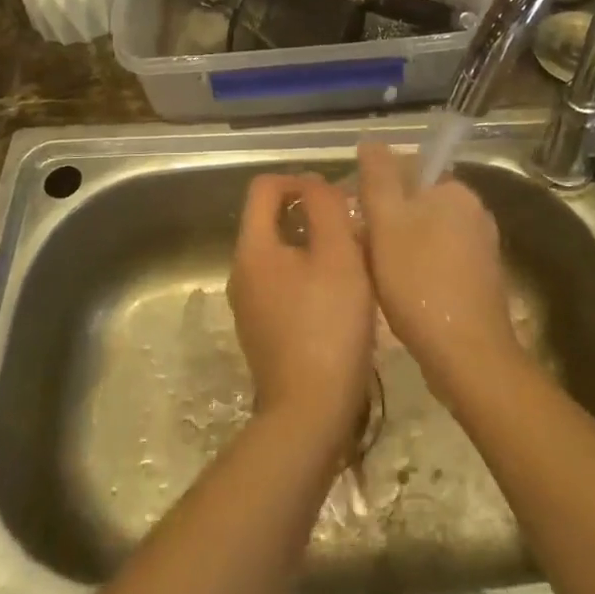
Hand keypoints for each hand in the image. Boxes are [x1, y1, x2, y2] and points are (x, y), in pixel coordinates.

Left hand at [227, 173, 373, 449]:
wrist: (309, 414)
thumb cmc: (328, 326)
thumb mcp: (338, 257)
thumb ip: (326, 209)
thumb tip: (314, 184)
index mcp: (253, 248)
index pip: (264, 187)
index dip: (299, 180)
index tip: (335, 197)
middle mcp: (241, 272)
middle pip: (270, 220)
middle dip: (311, 214)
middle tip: (351, 228)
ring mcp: (248, 305)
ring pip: (279, 254)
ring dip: (313, 246)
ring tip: (353, 261)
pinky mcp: (262, 331)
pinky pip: (282, 285)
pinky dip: (308, 277)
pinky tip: (339, 298)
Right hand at [357, 142, 519, 399]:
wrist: (467, 355)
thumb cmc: (419, 281)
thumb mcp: (387, 222)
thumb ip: (378, 177)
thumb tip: (372, 142)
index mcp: (456, 191)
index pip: (409, 170)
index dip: (377, 189)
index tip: (354, 215)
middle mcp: (475, 212)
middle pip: (417, 203)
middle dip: (386, 220)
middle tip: (358, 247)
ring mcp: (481, 248)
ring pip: (425, 233)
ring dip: (398, 246)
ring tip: (373, 272)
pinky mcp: (480, 280)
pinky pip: (438, 260)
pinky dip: (417, 269)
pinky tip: (399, 292)